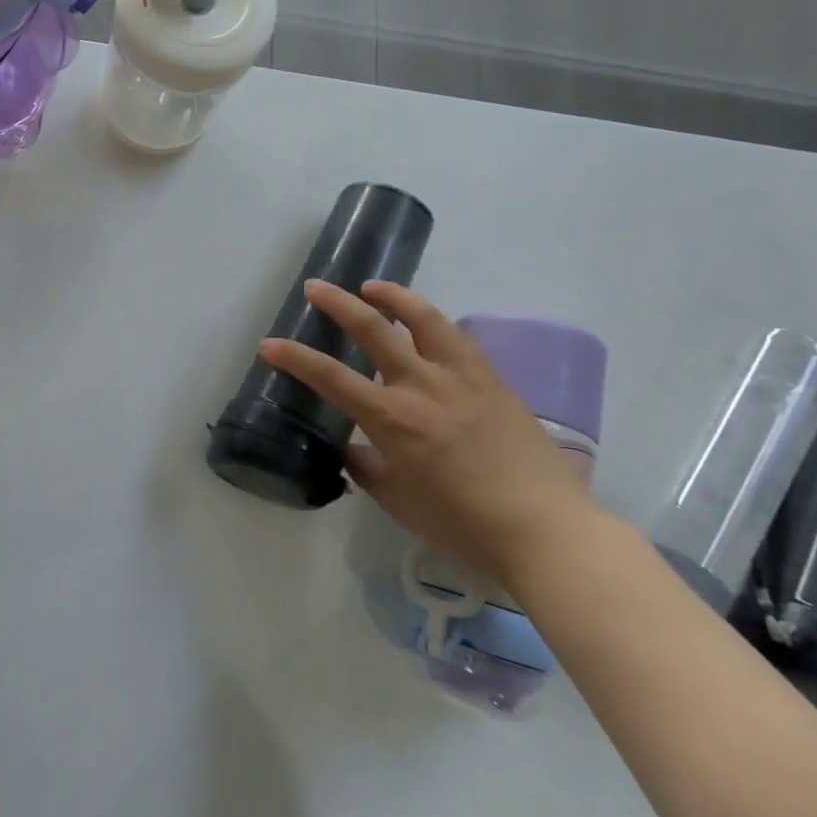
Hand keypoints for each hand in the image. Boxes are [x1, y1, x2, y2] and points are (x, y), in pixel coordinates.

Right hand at [258, 279, 594, 590]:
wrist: (546, 531)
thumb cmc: (463, 525)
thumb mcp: (399, 502)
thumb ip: (368, 468)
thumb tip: (354, 450)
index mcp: (393, 419)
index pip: (330, 377)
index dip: (294, 357)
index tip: (269, 343)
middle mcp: (423, 386)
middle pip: (373, 328)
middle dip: (338, 304)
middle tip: (316, 288)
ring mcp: (462, 377)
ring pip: (423, 318)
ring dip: (393, 295)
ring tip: (373, 286)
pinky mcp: (493, 380)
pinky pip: (458, 338)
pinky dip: (433, 323)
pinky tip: (427, 325)